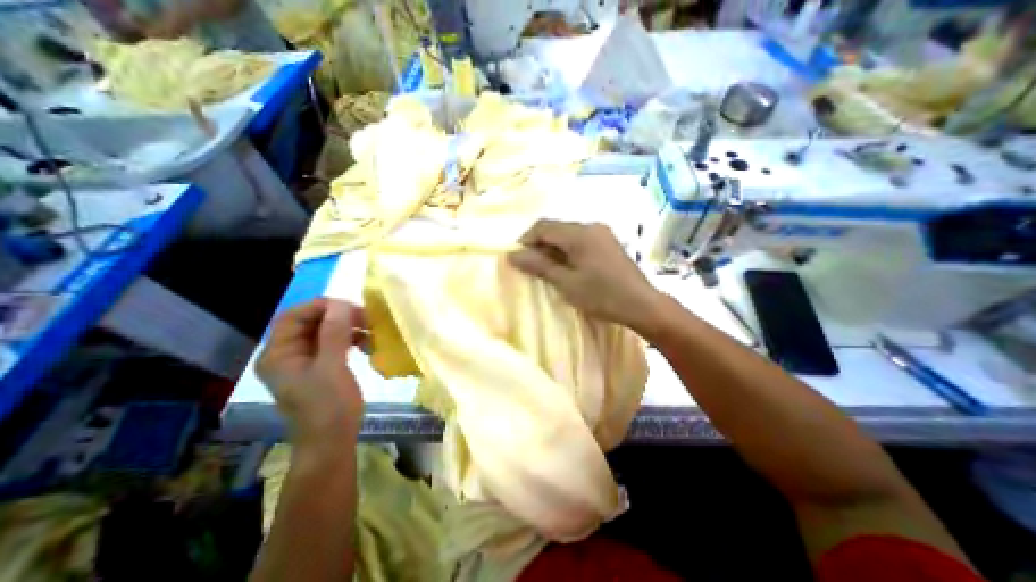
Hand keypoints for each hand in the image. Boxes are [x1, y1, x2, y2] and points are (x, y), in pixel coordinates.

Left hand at [255, 301, 365, 445]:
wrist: (332, 441)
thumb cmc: (328, 405)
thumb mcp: (332, 367)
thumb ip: (334, 333)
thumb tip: (341, 303)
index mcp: (279, 354)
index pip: (293, 317)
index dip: (320, 307)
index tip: (350, 307)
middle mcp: (288, 354)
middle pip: (311, 322)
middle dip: (339, 317)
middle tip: (366, 319)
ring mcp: (305, 362)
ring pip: (325, 332)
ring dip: (348, 328)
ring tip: (370, 332)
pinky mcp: (321, 367)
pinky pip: (335, 344)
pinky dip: (351, 340)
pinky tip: (366, 345)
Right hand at [509, 219, 662, 330]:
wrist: (642, 305)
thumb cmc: (601, 295)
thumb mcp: (566, 282)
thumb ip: (539, 265)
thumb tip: (512, 254)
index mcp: (580, 233)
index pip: (543, 226)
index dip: (526, 240)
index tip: (517, 259)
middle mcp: (591, 226)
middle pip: (556, 228)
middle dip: (539, 245)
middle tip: (531, 267)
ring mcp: (602, 233)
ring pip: (568, 235)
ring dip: (553, 248)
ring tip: (547, 269)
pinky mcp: (608, 243)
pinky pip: (581, 240)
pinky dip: (568, 251)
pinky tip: (567, 267)